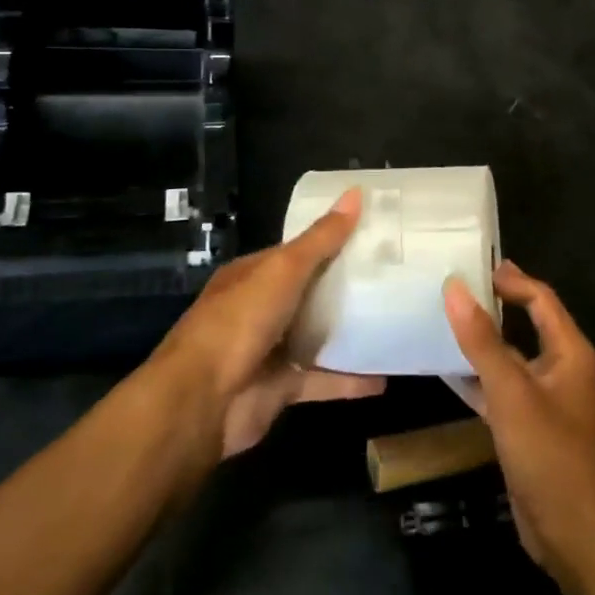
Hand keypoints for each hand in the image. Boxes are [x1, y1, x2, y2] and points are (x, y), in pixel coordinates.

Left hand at [148, 188, 384, 459]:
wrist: (201, 401)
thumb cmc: (239, 321)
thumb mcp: (283, 270)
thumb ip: (321, 239)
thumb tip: (355, 193)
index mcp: (253, 275)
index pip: (296, 252)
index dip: (330, 242)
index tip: (371, 236)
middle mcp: (259, 309)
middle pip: (308, 293)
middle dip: (345, 287)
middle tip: (393, 277)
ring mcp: (269, 350)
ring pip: (315, 337)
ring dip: (348, 333)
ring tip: (394, 323)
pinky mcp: (280, 388)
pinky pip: (321, 380)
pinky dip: (349, 380)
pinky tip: (383, 378)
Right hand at [444, 263, 594, 580]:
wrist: (578, 540)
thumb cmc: (552, 456)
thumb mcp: (512, 393)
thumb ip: (482, 340)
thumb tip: (455, 287)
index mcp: (570, 353)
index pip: (542, 299)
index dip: (512, 280)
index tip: (474, 265)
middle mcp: (562, 371)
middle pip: (527, 325)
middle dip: (493, 307)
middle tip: (452, 289)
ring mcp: (546, 404)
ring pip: (511, 360)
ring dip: (481, 344)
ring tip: (441, 323)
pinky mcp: (531, 432)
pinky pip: (502, 393)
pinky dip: (478, 380)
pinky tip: (447, 374)